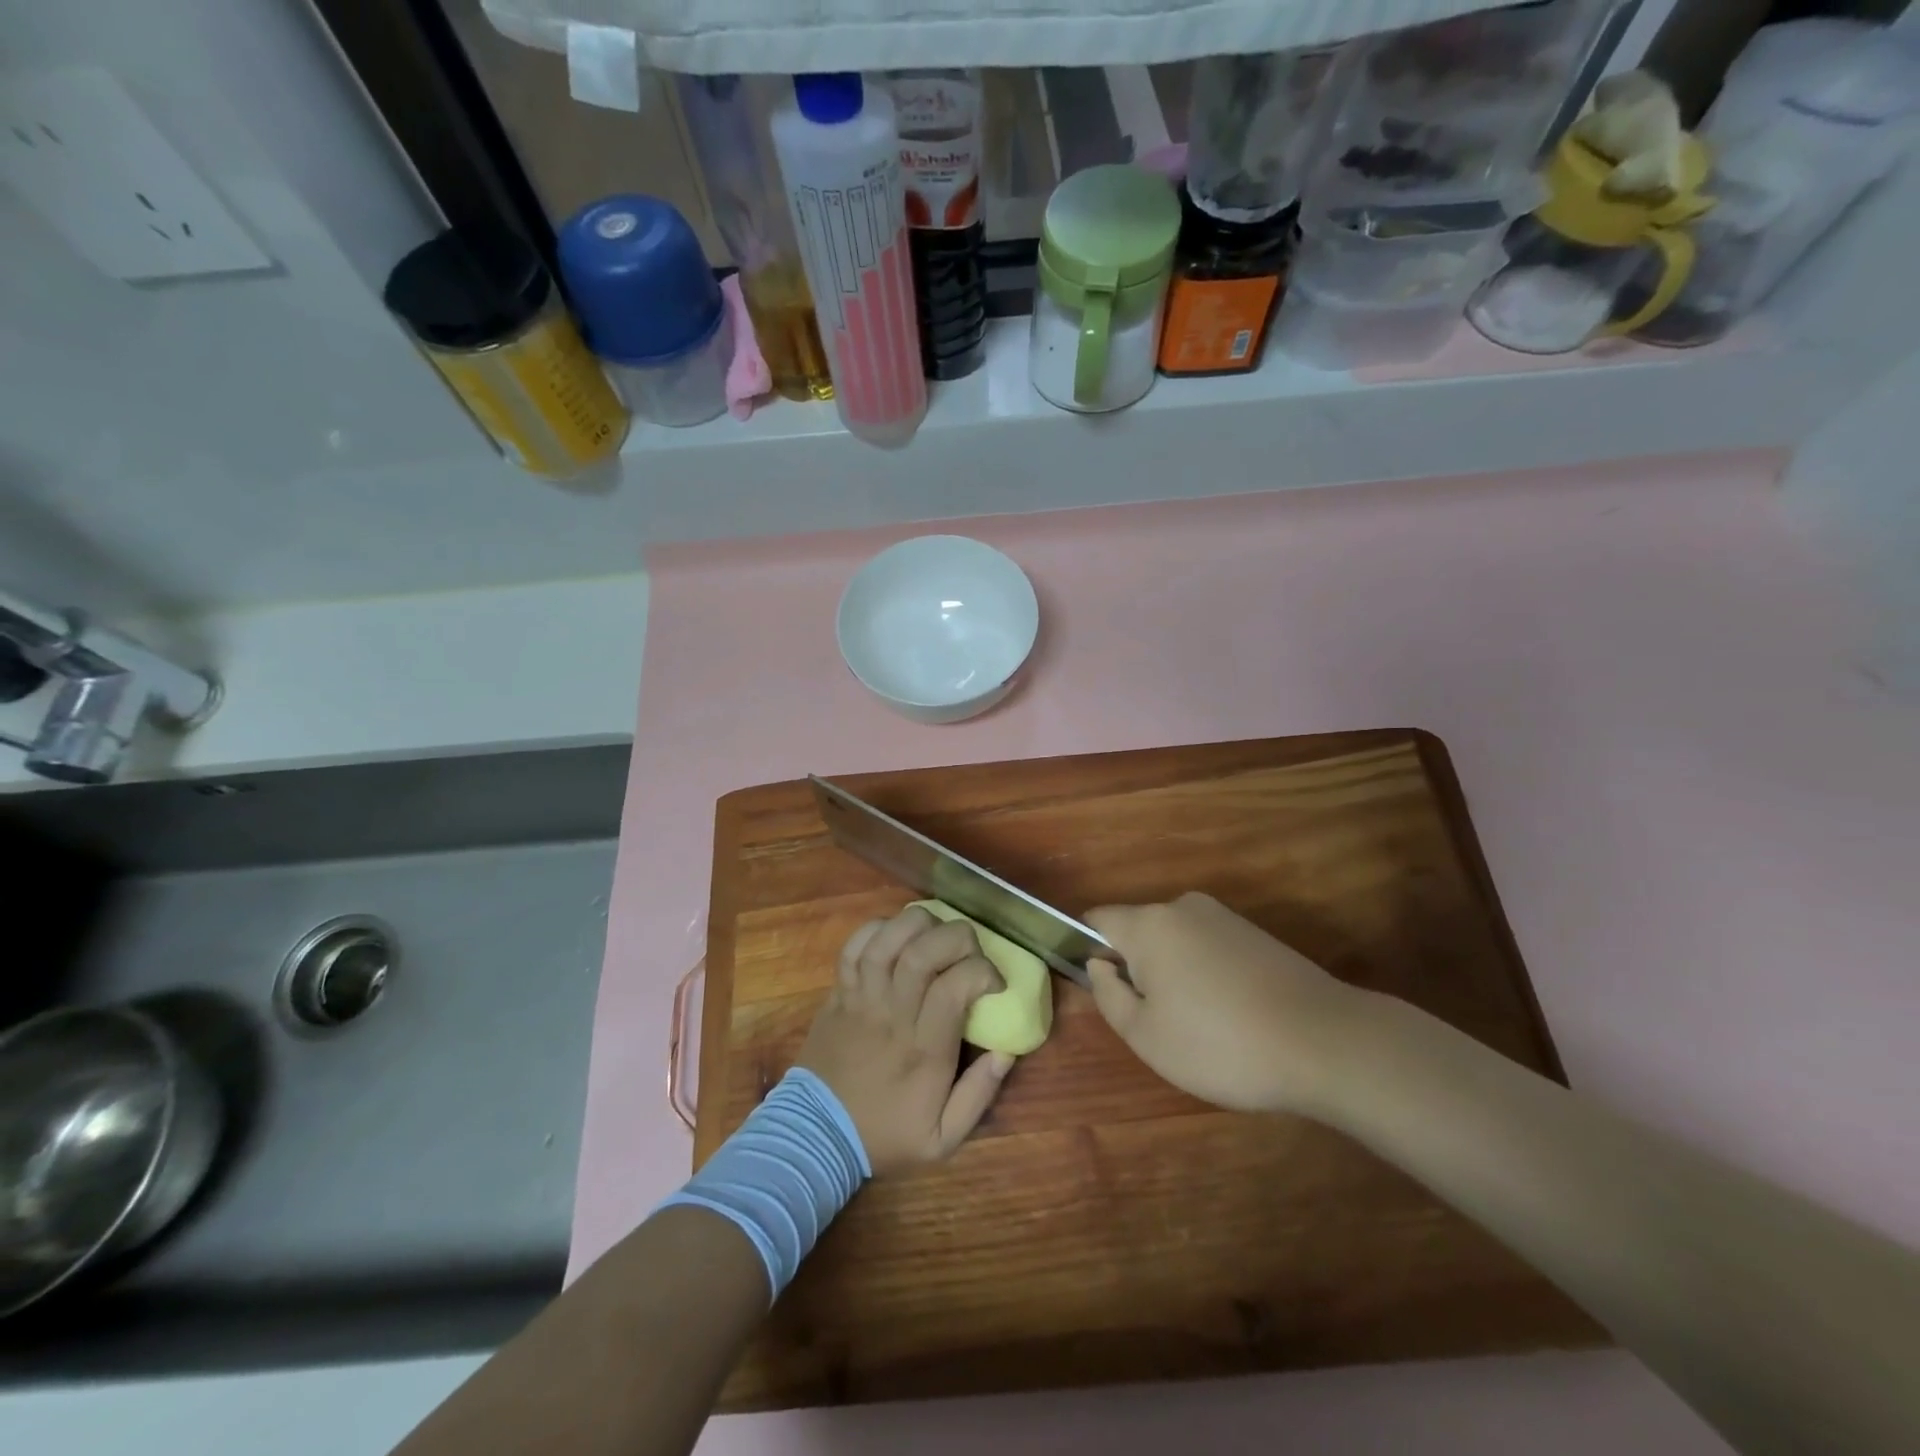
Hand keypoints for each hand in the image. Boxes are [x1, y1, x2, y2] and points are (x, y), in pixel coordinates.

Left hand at [797, 906, 1011, 1174]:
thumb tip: (1006, 1052)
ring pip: (886, 942)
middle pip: (921, 954)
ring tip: (936, 930)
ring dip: (917, 924)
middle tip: (970, 949)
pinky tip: (896, 934)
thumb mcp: (942, 1140)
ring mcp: (860, 1000)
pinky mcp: (839, 993)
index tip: (995, 982)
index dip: (981, 971)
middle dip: (956, 937)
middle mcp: (891, 1015)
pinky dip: (876, 930)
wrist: (815, 1136)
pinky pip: (853, 948)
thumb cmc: (884, 1134)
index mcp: (923, 1050)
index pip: (953, 987)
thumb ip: (978, 1096)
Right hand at [1085, 892, 1364, 1115]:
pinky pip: (1208, 948)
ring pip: (1175, 942)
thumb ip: (1108, 994)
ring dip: (1173, 974)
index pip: (1097, 919)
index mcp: (1149, 924)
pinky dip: (1205, 975)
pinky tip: (1231, 1016)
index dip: (1089, 951)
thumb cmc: (1220, 1044)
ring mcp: (1223, 917)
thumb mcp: (1145, 1035)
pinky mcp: (1255, 934)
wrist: (1326, 1042)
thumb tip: (1100, 965)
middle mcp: (1183, 907)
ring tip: (1199, 1026)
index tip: (1106, 992)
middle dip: (1137, 968)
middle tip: (1156, 1022)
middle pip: (1138, 931)